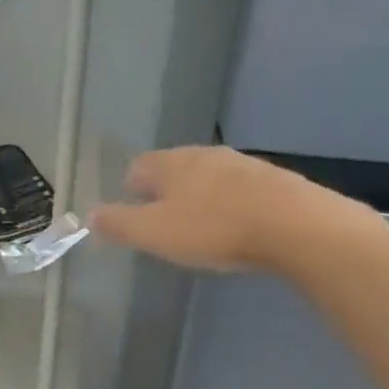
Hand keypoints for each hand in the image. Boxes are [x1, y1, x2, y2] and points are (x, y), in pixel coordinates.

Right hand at [90, 146, 342, 271]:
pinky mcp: (276, 181)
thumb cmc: (214, 229)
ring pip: (209, 178)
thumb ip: (118, 224)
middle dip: (165, 192)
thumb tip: (89, 215)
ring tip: (201, 228)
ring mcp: (244, 165)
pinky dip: (232, 205)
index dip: (130, 190)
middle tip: (164, 223)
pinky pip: (241, 190)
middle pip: (174, 169)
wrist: (298, 227)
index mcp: (171, 163)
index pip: (138, 167)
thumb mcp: (154, 233)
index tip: (133, 216)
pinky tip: (238, 229)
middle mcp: (205, 155)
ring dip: (200, 198)